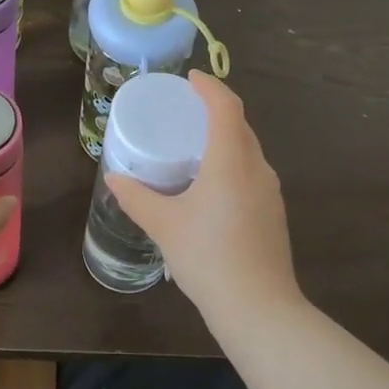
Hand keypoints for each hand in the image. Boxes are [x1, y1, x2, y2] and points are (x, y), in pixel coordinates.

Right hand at [106, 73, 302, 334]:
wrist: (260, 310)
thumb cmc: (208, 258)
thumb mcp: (164, 226)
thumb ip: (136, 197)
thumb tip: (115, 177)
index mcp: (231, 161)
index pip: (226, 106)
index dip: (210, 86)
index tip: (190, 78)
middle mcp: (256, 168)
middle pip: (240, 124)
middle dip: (216, 109)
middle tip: (185, 109)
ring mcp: (270, 191)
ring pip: (248, 149)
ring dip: (225, 136)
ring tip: (194, 143)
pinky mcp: (273, 213)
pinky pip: (252, 171)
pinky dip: (232, 161)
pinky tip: (211, 183)